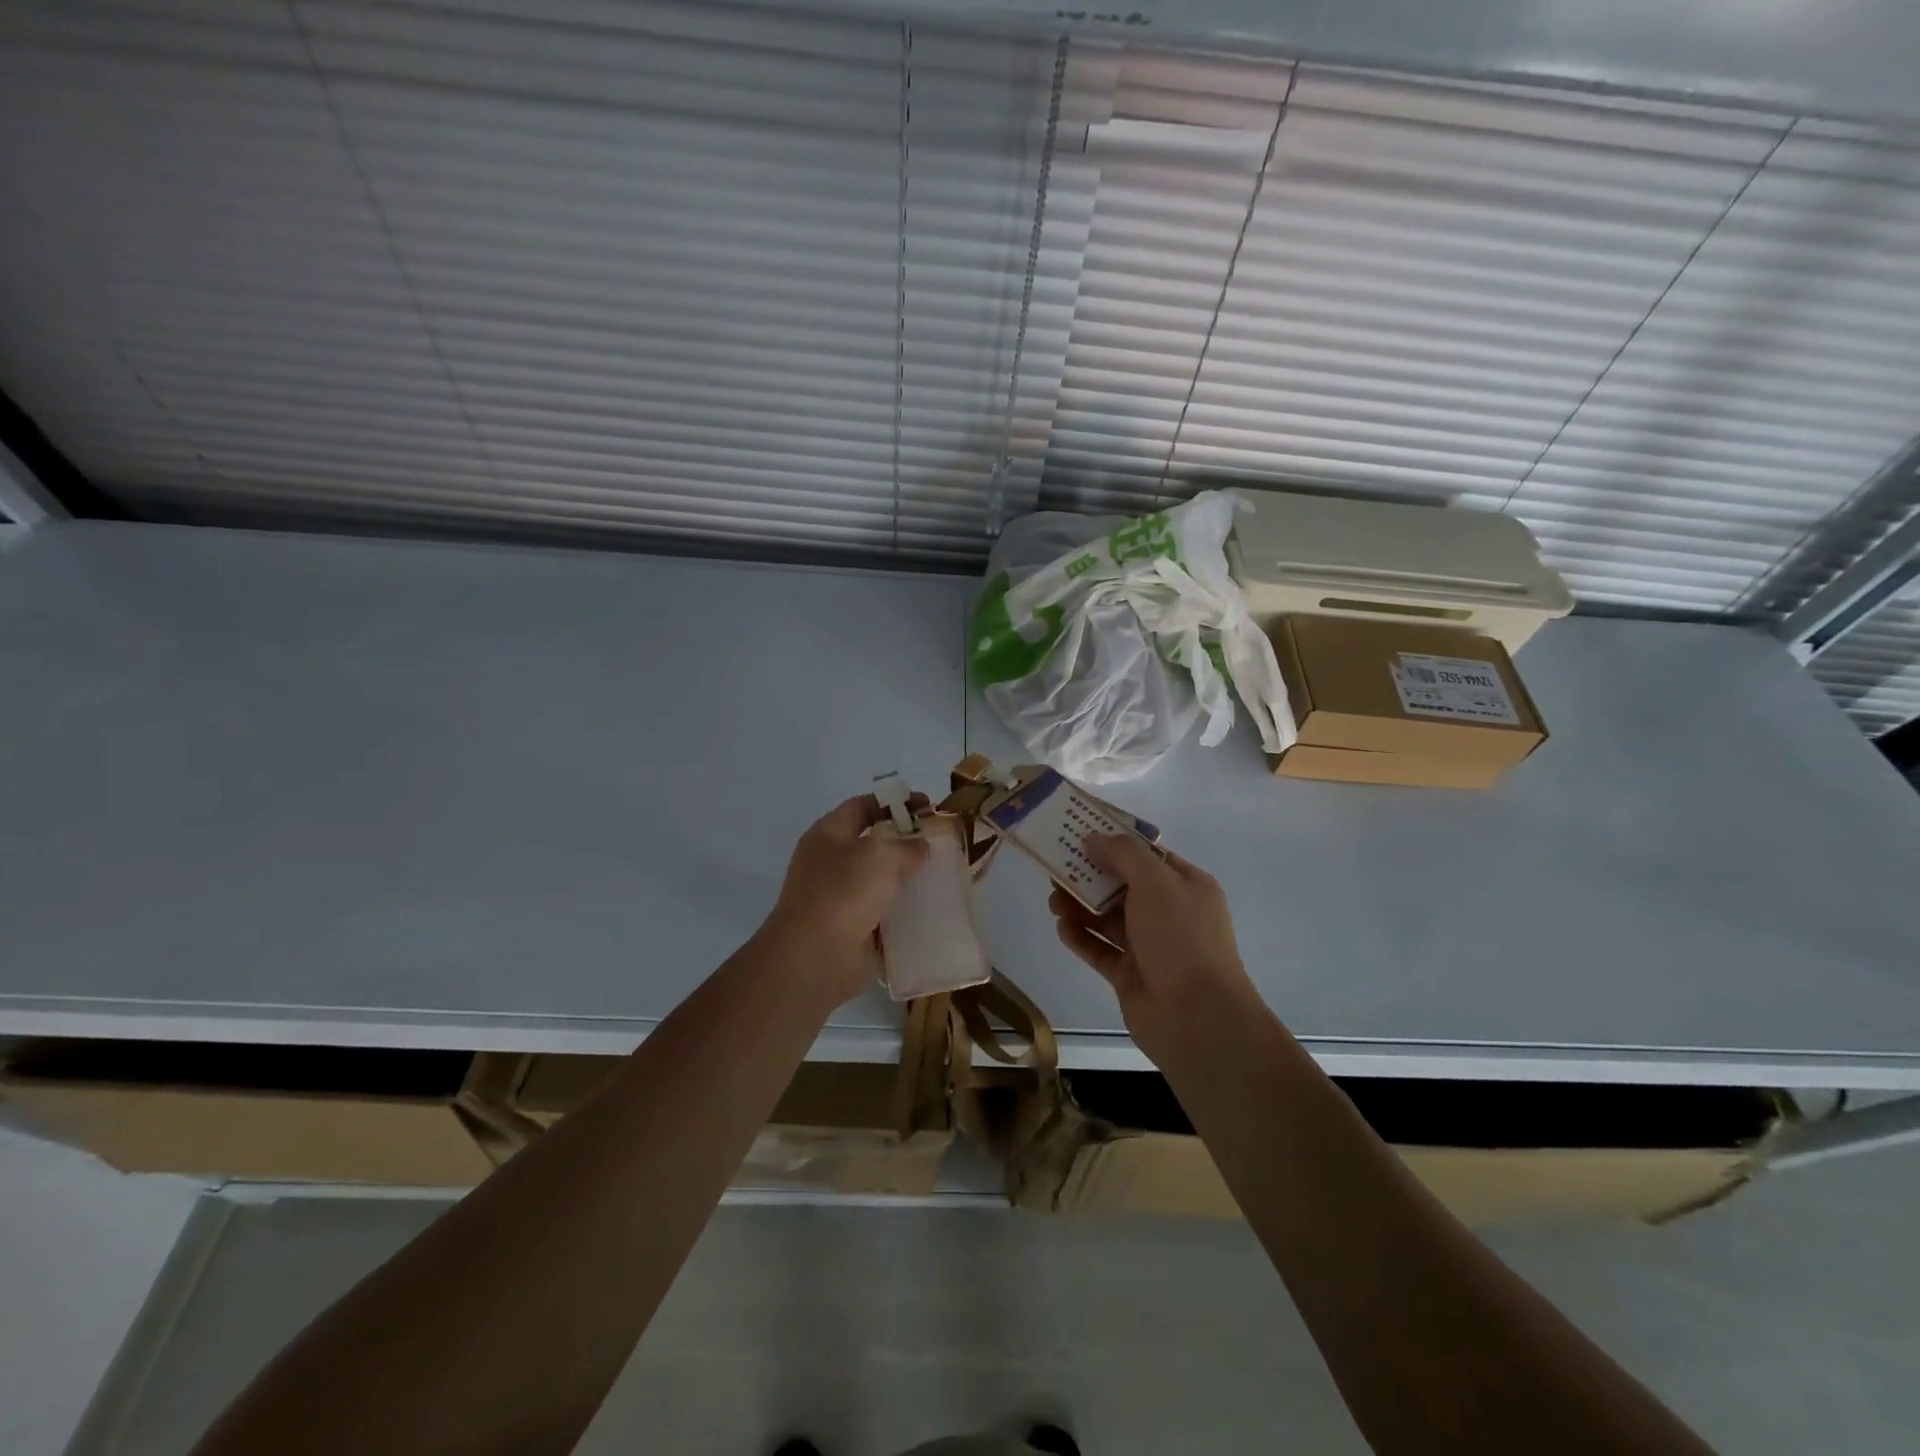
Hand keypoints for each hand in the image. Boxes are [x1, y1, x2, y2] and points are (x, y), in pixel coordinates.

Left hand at [760, 793, 930, 1005]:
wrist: (816, 956)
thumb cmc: (844, 892)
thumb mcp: (880, 855)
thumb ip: (906, 845)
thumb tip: (919, 846)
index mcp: (829, 834)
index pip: (863, 806)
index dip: (895, 802)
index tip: (927, 806)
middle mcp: (831, 861)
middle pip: (873, 842)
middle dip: (906, 841)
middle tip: (940, 842)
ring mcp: (840, 896)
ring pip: (880, 879)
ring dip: (907, 877)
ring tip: (942, 874)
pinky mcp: (852, 927)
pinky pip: (884, 911)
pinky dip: (904, 910)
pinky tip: (931, 908)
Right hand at [1049, 834, 1259, 1055]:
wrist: (1196, 1016)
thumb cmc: (1181, 937)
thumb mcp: (1156, 881)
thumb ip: (1123, 854)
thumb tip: (1093, 838)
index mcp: (1186, 885)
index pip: (1147, 855)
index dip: (1115, 842)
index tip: (1079, 834)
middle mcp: (1169, 912)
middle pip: (1122, 885)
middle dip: (1089, 875)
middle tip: (1056, 868)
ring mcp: (1149, 946)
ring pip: (1107, 917)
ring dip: (1079, 905)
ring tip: (1053, 901)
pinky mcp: (1129, 974)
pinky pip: (1099, 948)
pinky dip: (1080, 936)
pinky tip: (1062, 927)